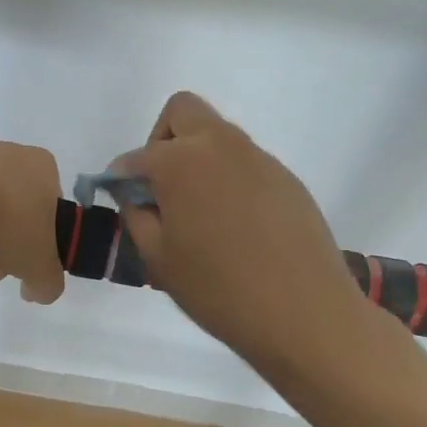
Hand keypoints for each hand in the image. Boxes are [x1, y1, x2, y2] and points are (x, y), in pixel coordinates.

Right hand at [111, 93, 373, 377]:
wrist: (304, 313)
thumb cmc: (218, 289)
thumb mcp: (158, 258)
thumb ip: (137, 215)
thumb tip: (134, 194)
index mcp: (180, 161)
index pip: (136, 156)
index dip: (121, 177)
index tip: (122, 200)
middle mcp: (220, 145)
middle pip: (182, 112)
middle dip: (162, 140)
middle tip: (162, 187)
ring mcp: (259, 158)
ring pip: (217, 136)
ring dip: (198, 158)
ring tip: (201, 214)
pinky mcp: (286, 178)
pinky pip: (245, 163)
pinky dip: (229, 179)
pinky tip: (237, 226)